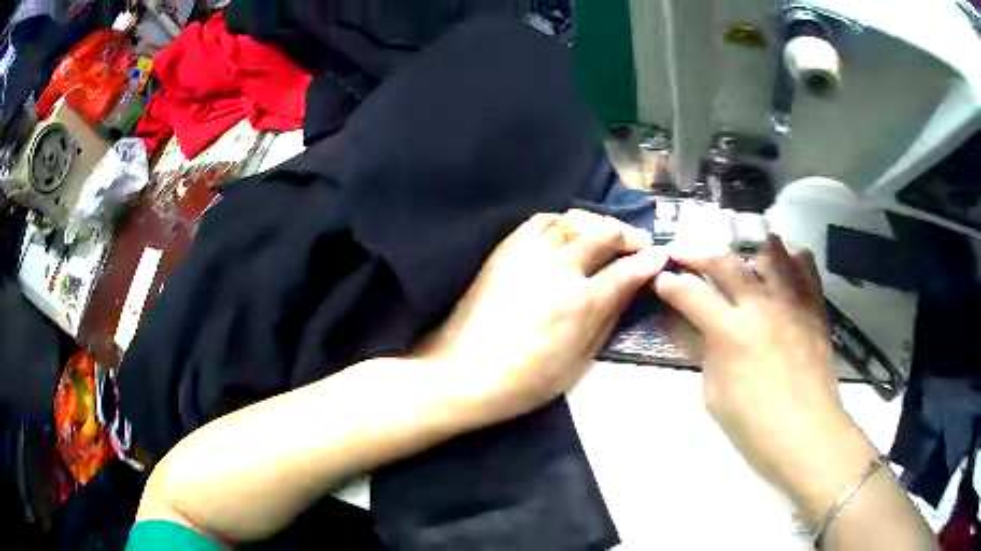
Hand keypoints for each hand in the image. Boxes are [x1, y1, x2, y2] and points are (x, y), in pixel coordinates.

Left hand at [417, 210, 667, 422]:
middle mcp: (559, 269)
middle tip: (639, 241)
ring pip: (572, 221)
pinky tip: (567, 231)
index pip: (625, 271)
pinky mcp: (505, 251)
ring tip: (606, 234)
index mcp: (581, 303)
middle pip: (602, 234)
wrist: (463, 373)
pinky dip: (561, 221)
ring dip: (597, 224)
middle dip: (628, 234)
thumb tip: (628, 291)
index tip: (660, 254)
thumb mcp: (577, 363)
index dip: (648, 260)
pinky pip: (539, 222)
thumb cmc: (524, 382)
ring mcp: (529, 255)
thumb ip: (607, 322)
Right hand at [654, 236, 877, 519]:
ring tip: (741, 254)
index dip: (671, 284)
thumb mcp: (715, 396)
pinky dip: (793, 259)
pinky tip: (784, 264)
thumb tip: (707, 331)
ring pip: (770, 253)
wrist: (806, 434)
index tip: (662, 280)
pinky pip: (806, 269)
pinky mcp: (814, 308)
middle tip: (686, 255)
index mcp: (731, 333)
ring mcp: (792, 303)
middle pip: (726, 263)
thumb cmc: (755, 426)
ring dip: (750, 248)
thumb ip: (709, 355)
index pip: (692, 295)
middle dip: (699, 255)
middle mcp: (761, 307)